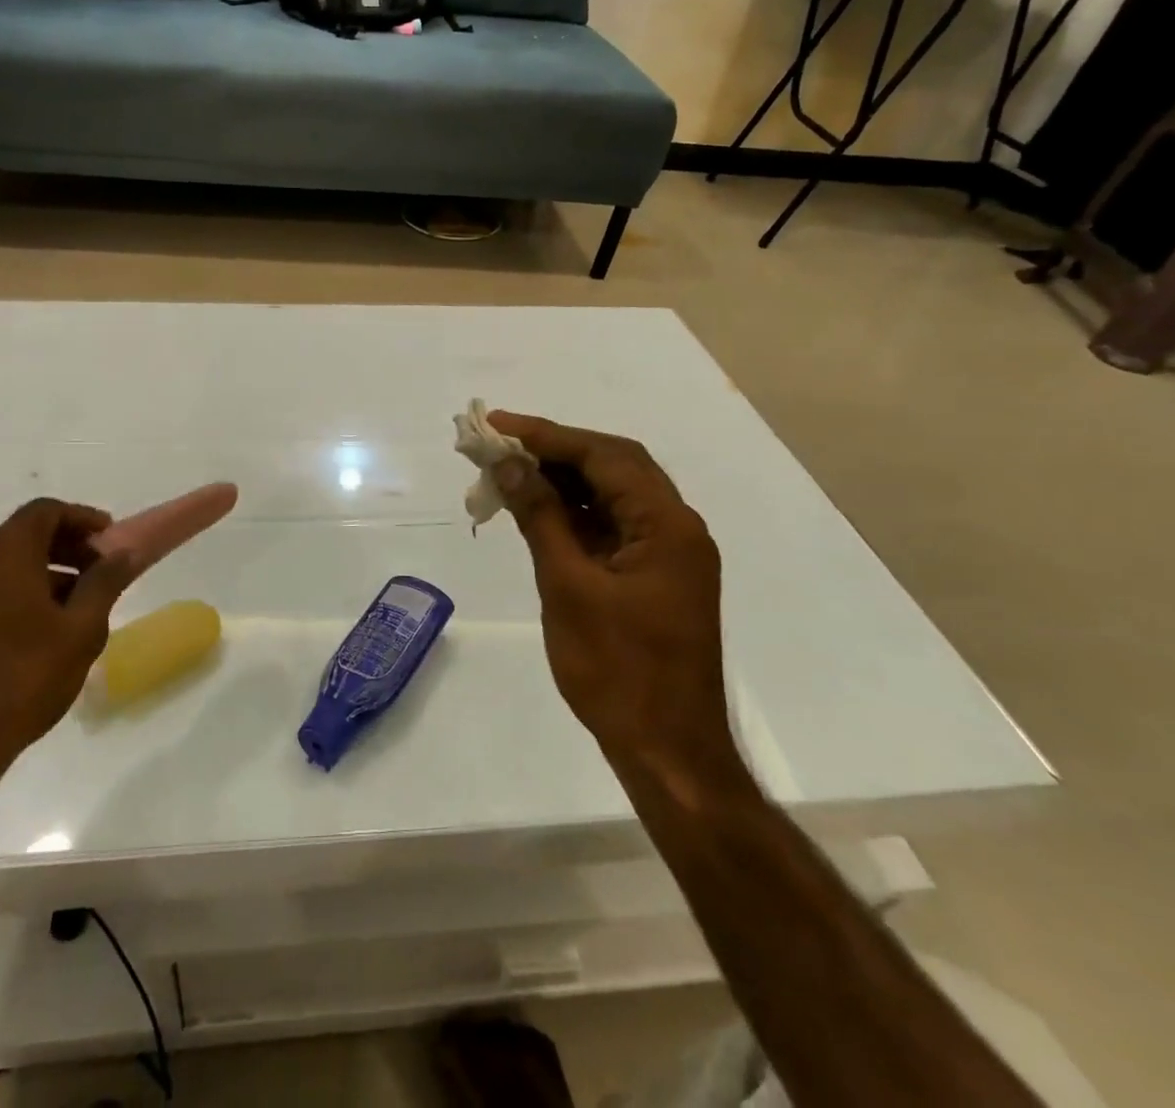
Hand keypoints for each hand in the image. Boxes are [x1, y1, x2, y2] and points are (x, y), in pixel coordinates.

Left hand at [0, 500, 136, 785]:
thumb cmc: (20, 678)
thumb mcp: (80, 630)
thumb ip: (104, 583)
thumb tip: (122, 553)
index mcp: (2, 551)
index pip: (46, 511)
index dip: (83, 519)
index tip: (111, 540)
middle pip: (23, 534)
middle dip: (66, 547)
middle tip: (100, 572)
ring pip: (2, 563)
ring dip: (42, 572)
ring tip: (76, 607)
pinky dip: (15, 591)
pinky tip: (39, 630)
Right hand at [489, 414, 739, 785]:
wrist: (667, 752)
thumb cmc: (616, 671)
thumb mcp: (568, 586)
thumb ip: (540, 517)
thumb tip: (509, 462)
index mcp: (667, 525)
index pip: (605, 456)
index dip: (548, 435)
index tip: (497, 423)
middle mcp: (677, 528)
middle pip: (614, 465)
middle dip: (555, 450)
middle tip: (500, 444)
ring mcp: (669, 553)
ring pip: (613, 494)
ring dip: (563, 481)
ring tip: (508, 473)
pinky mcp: (655, 576)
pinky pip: (613, 526)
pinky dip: (575, 513)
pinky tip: (537, 511)